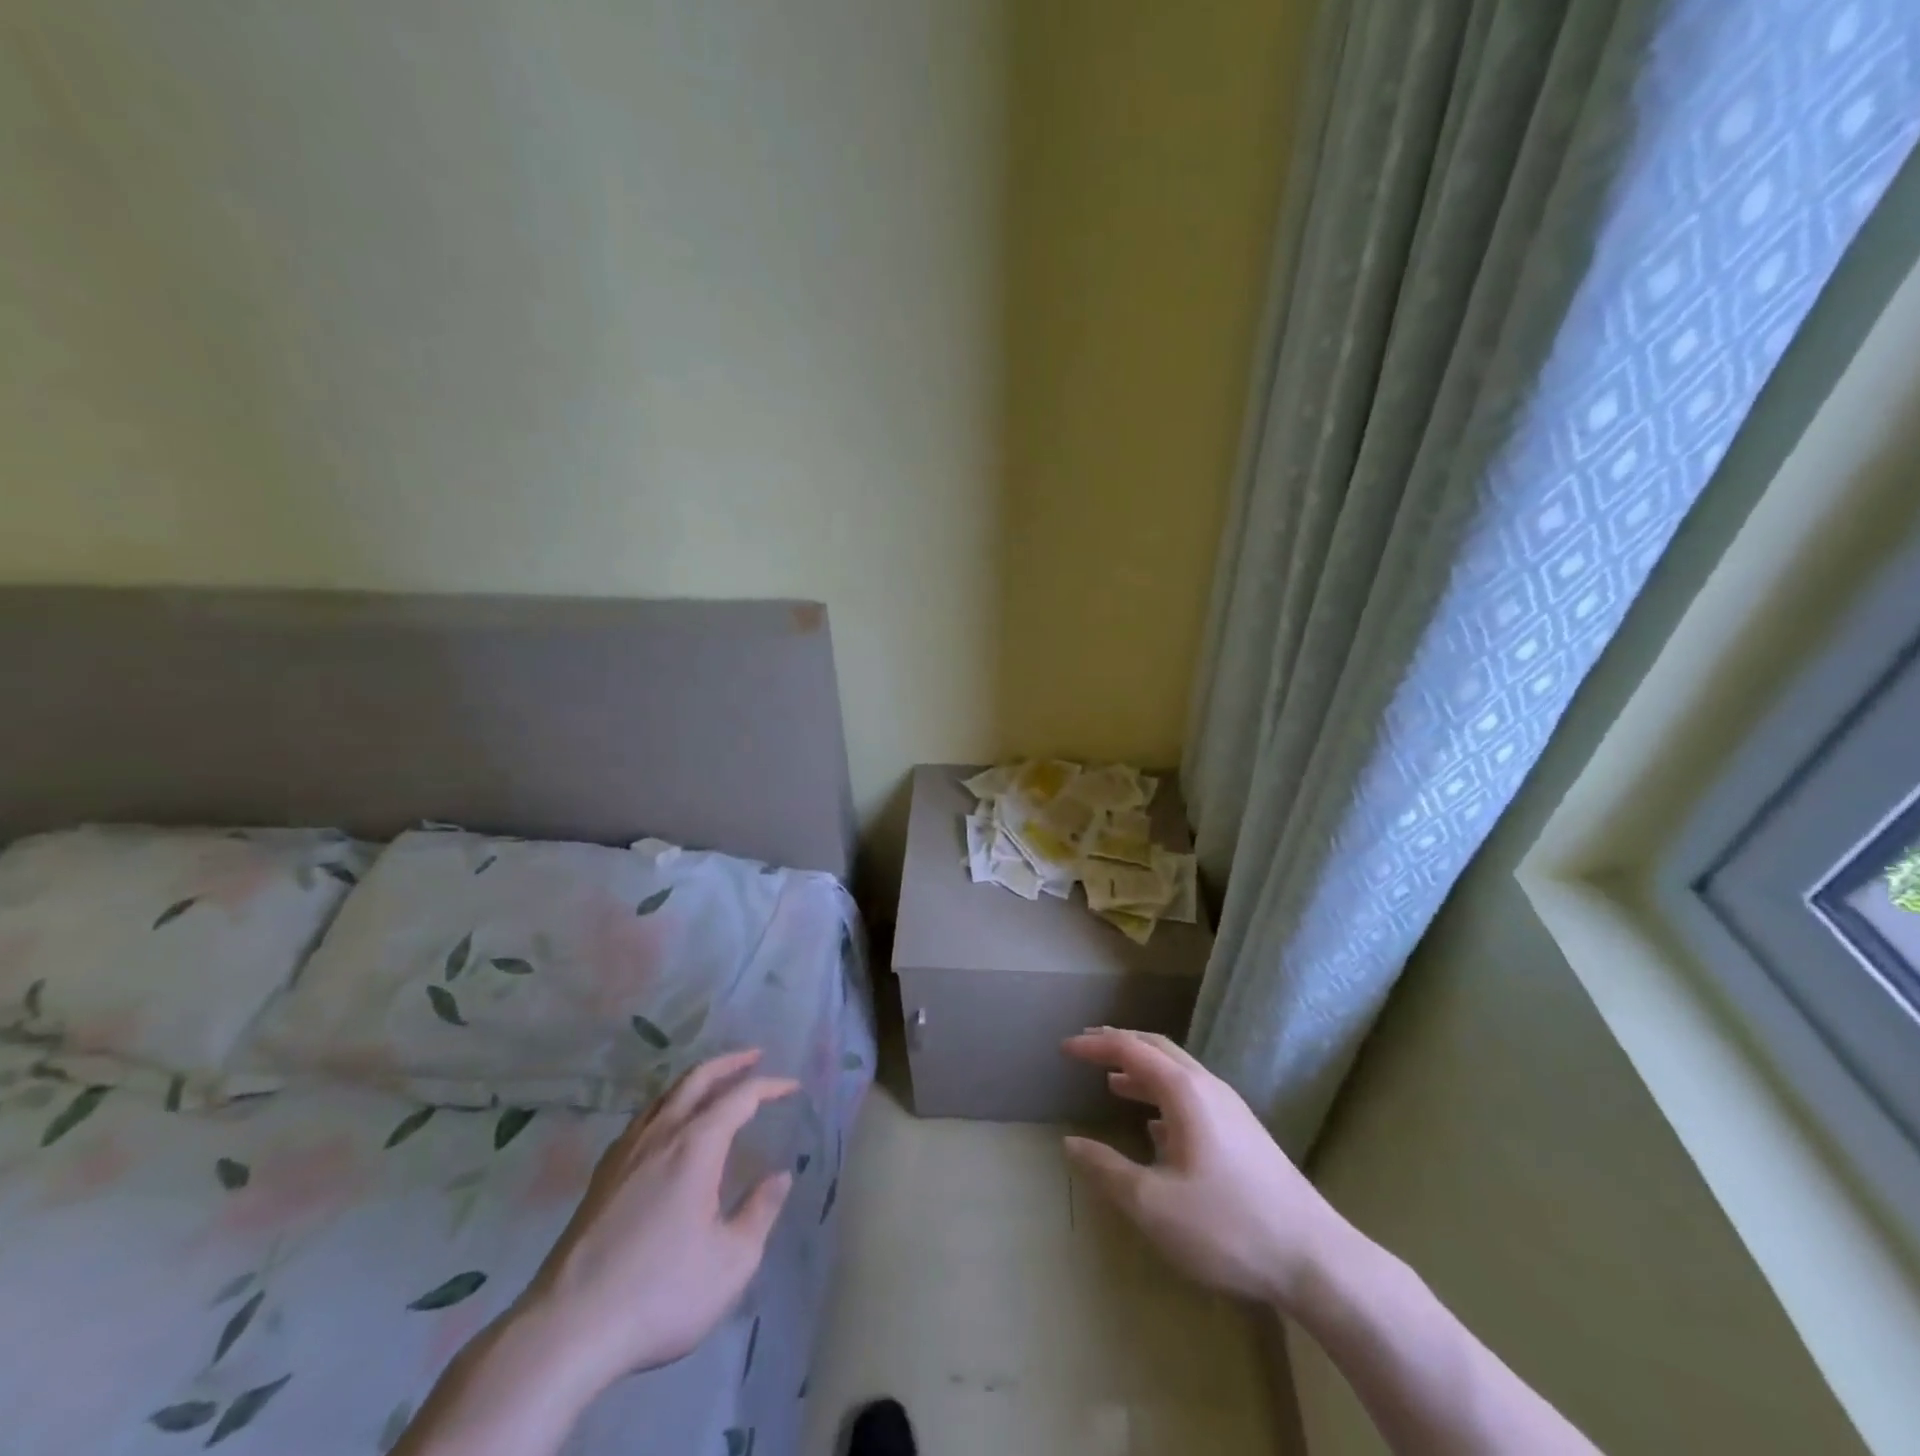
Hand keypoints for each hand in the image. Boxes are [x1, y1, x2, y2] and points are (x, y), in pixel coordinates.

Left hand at [517, 1050, 797, 1393]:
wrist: (567, 1330)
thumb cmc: (660, 1294)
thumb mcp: (731, 1262)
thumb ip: (760, 1212)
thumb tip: (780, 1176)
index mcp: (696, 1146)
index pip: (740, 1097)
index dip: (770, 1086)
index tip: (793, 1087)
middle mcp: (660, 1134)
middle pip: (697, 1079)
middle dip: (730, 1062)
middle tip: (755, 1056)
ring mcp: (625, 1153)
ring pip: (665, 1095)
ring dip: (696, 1081)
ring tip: (715, 1085)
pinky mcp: (601, 1177)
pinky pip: (642, 1120)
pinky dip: (667, 1106)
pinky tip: (667, 1128)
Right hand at [1062, 1028, 1354, 1312]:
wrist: (1316, 1261)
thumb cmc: (1226, 1226)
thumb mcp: (1153, 1205)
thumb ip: (1107, 1170)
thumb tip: (1071, 1143)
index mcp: (1185, 1091)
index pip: (1131, 1049)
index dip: (1095, 1044)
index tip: (1065, 1046)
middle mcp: (1209, 1088)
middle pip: (1158, 1049)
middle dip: (1120, 1045)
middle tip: (1088, 1047)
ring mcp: (1232, 1110)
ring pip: (1179, 1073)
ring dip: (1142, 1071)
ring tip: (1113, 1082)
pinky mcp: (1245, 1135)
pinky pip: (1194, 1097)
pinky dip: (1164, 1096)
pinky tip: (1156, 1126)